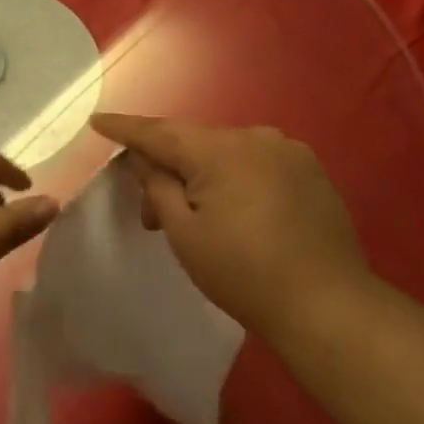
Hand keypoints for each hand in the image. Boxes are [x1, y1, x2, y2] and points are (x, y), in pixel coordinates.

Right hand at [92, 115, 373, 334]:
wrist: (326, 303)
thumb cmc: (243, 273)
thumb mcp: (184, 234)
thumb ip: (157, 186)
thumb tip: (145, 159)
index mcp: (220, 150)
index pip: (159, 132)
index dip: (125, 128)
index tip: (97, 120)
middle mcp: (256, 137)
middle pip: (195, 145)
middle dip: (169, 171)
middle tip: (151, 216)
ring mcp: (289, 151)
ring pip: (228, 154)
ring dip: (205, 177)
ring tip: (199, 220)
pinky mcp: (311, 171)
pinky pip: (259, 164)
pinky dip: (238, 180)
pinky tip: (240, 215)